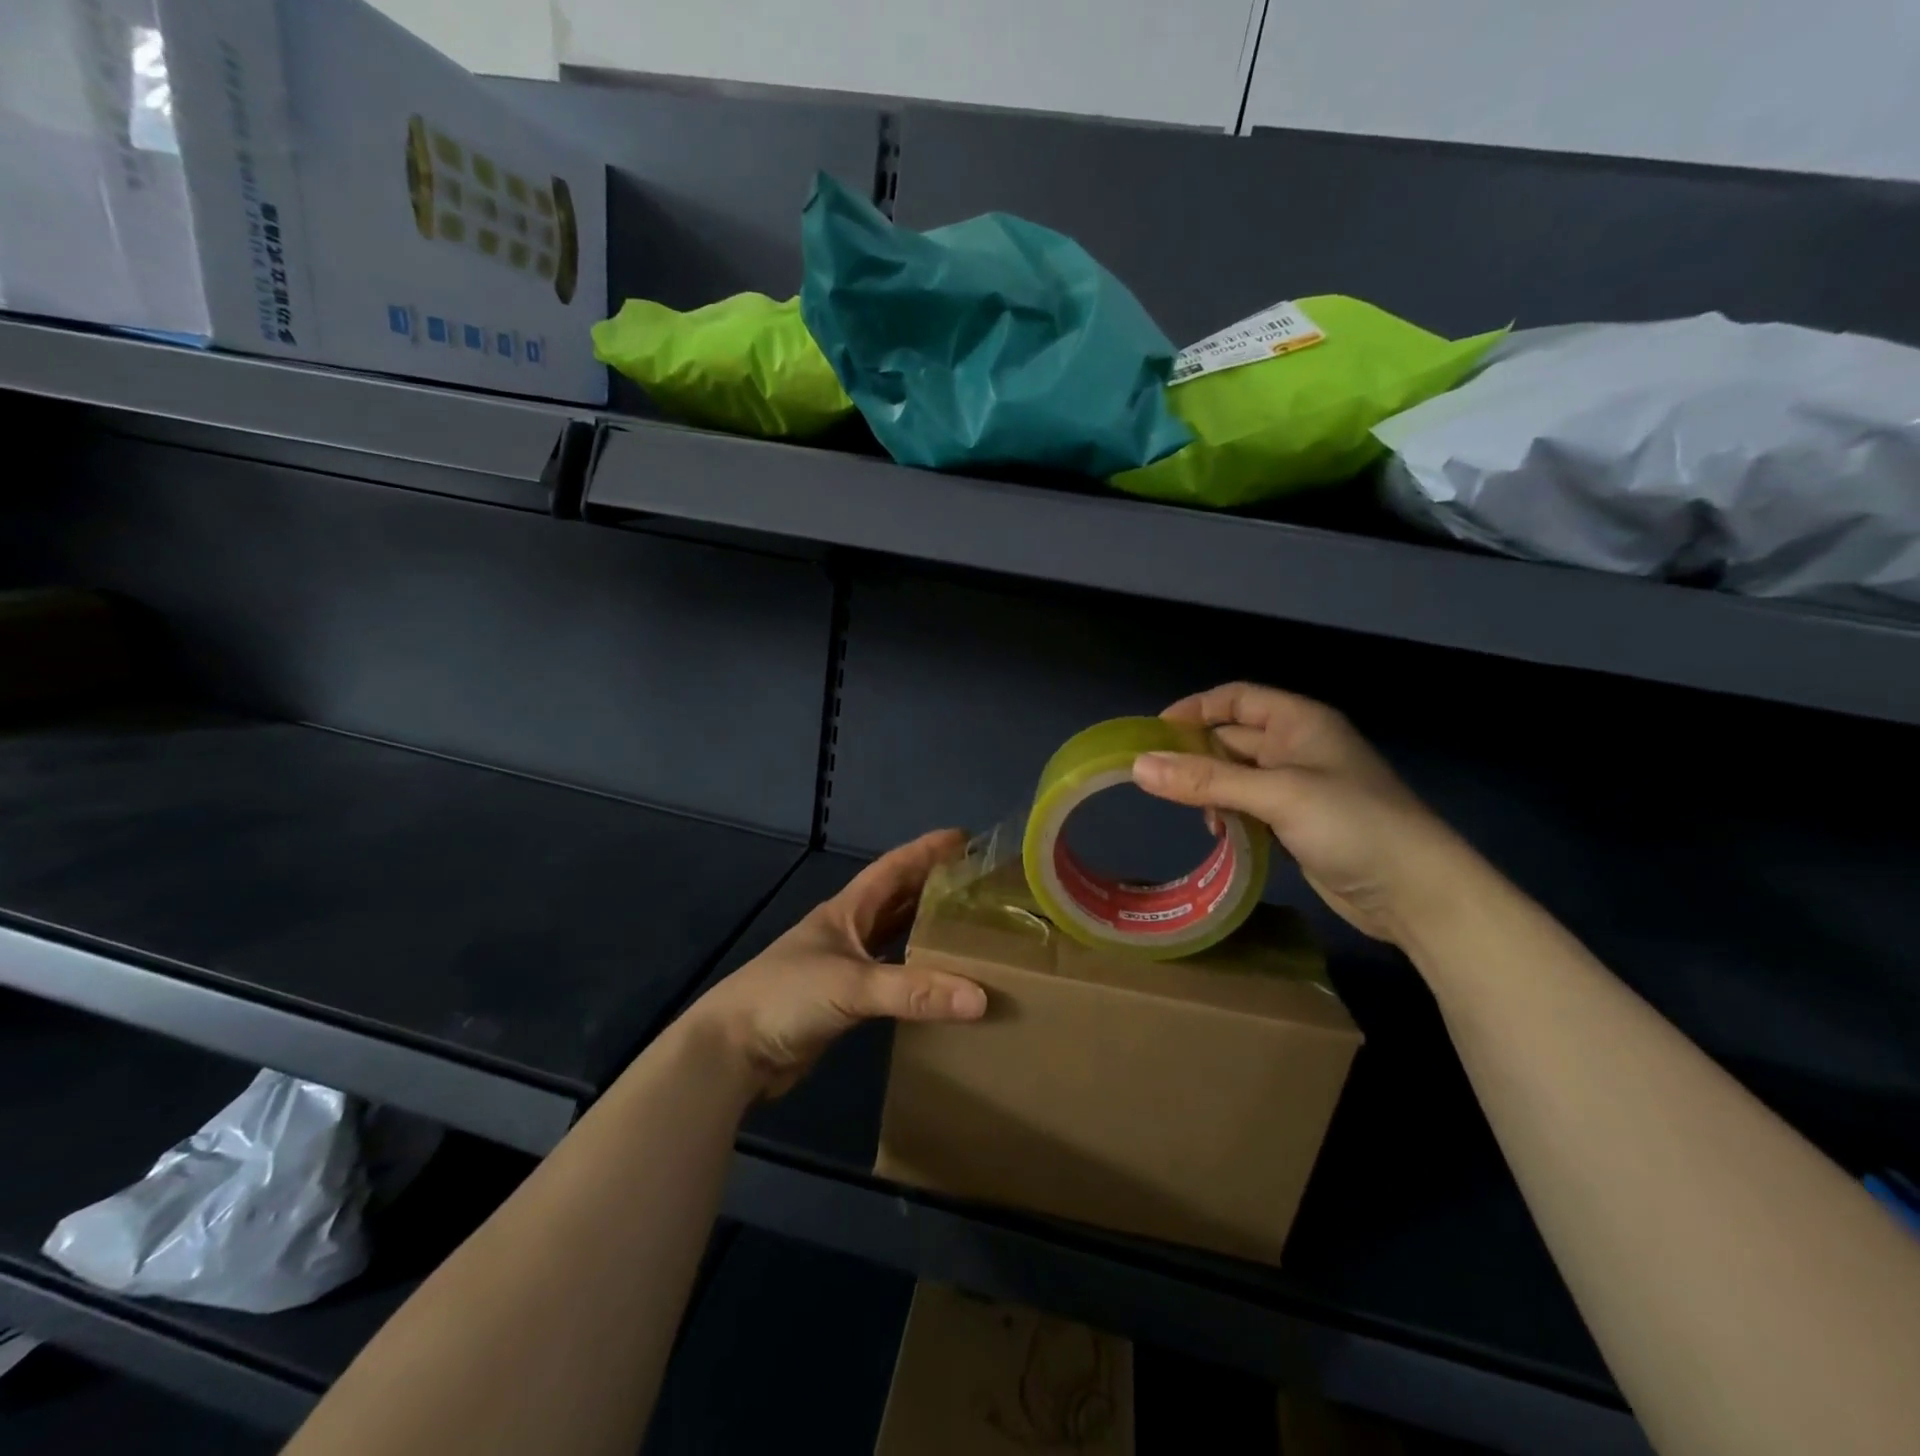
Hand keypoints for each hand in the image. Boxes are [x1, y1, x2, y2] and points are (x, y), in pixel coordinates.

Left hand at [684, 830, 987, 1098]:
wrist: (732, 1052)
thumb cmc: (786, 997)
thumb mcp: (852, 985)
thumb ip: (914, 991)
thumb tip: (980, 998)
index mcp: (845, 911)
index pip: (893, 868)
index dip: (926, 850)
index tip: (964, 838)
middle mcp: (847, 931)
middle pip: (897, 899)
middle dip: (933, 885)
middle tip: (978, 881)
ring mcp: (844, 966)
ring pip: (894, 937)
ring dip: (926, 928)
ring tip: (969, 924)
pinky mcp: (844, 1001)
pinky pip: (891, 977)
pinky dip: (916, 973)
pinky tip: (940, 979)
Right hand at [1131, 683, 1477, 945]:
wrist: (1417, 893)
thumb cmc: (1353, 825)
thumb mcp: (1276, 795)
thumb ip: (1207, 780)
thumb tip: (1138, 766)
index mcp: (1299, 722)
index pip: (1236, 698)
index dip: (1195, 709)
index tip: (1153, 733)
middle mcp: (1297, 747)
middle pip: (1231, 737)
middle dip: (1196, 754)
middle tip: (1155, 779)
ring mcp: (1298, 787)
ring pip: (1236, 775)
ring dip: (1210, 789)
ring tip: (1194, 812)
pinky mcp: (1298, 823)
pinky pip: (1249, 806)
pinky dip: (1228, 814)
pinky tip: (1219, 833)